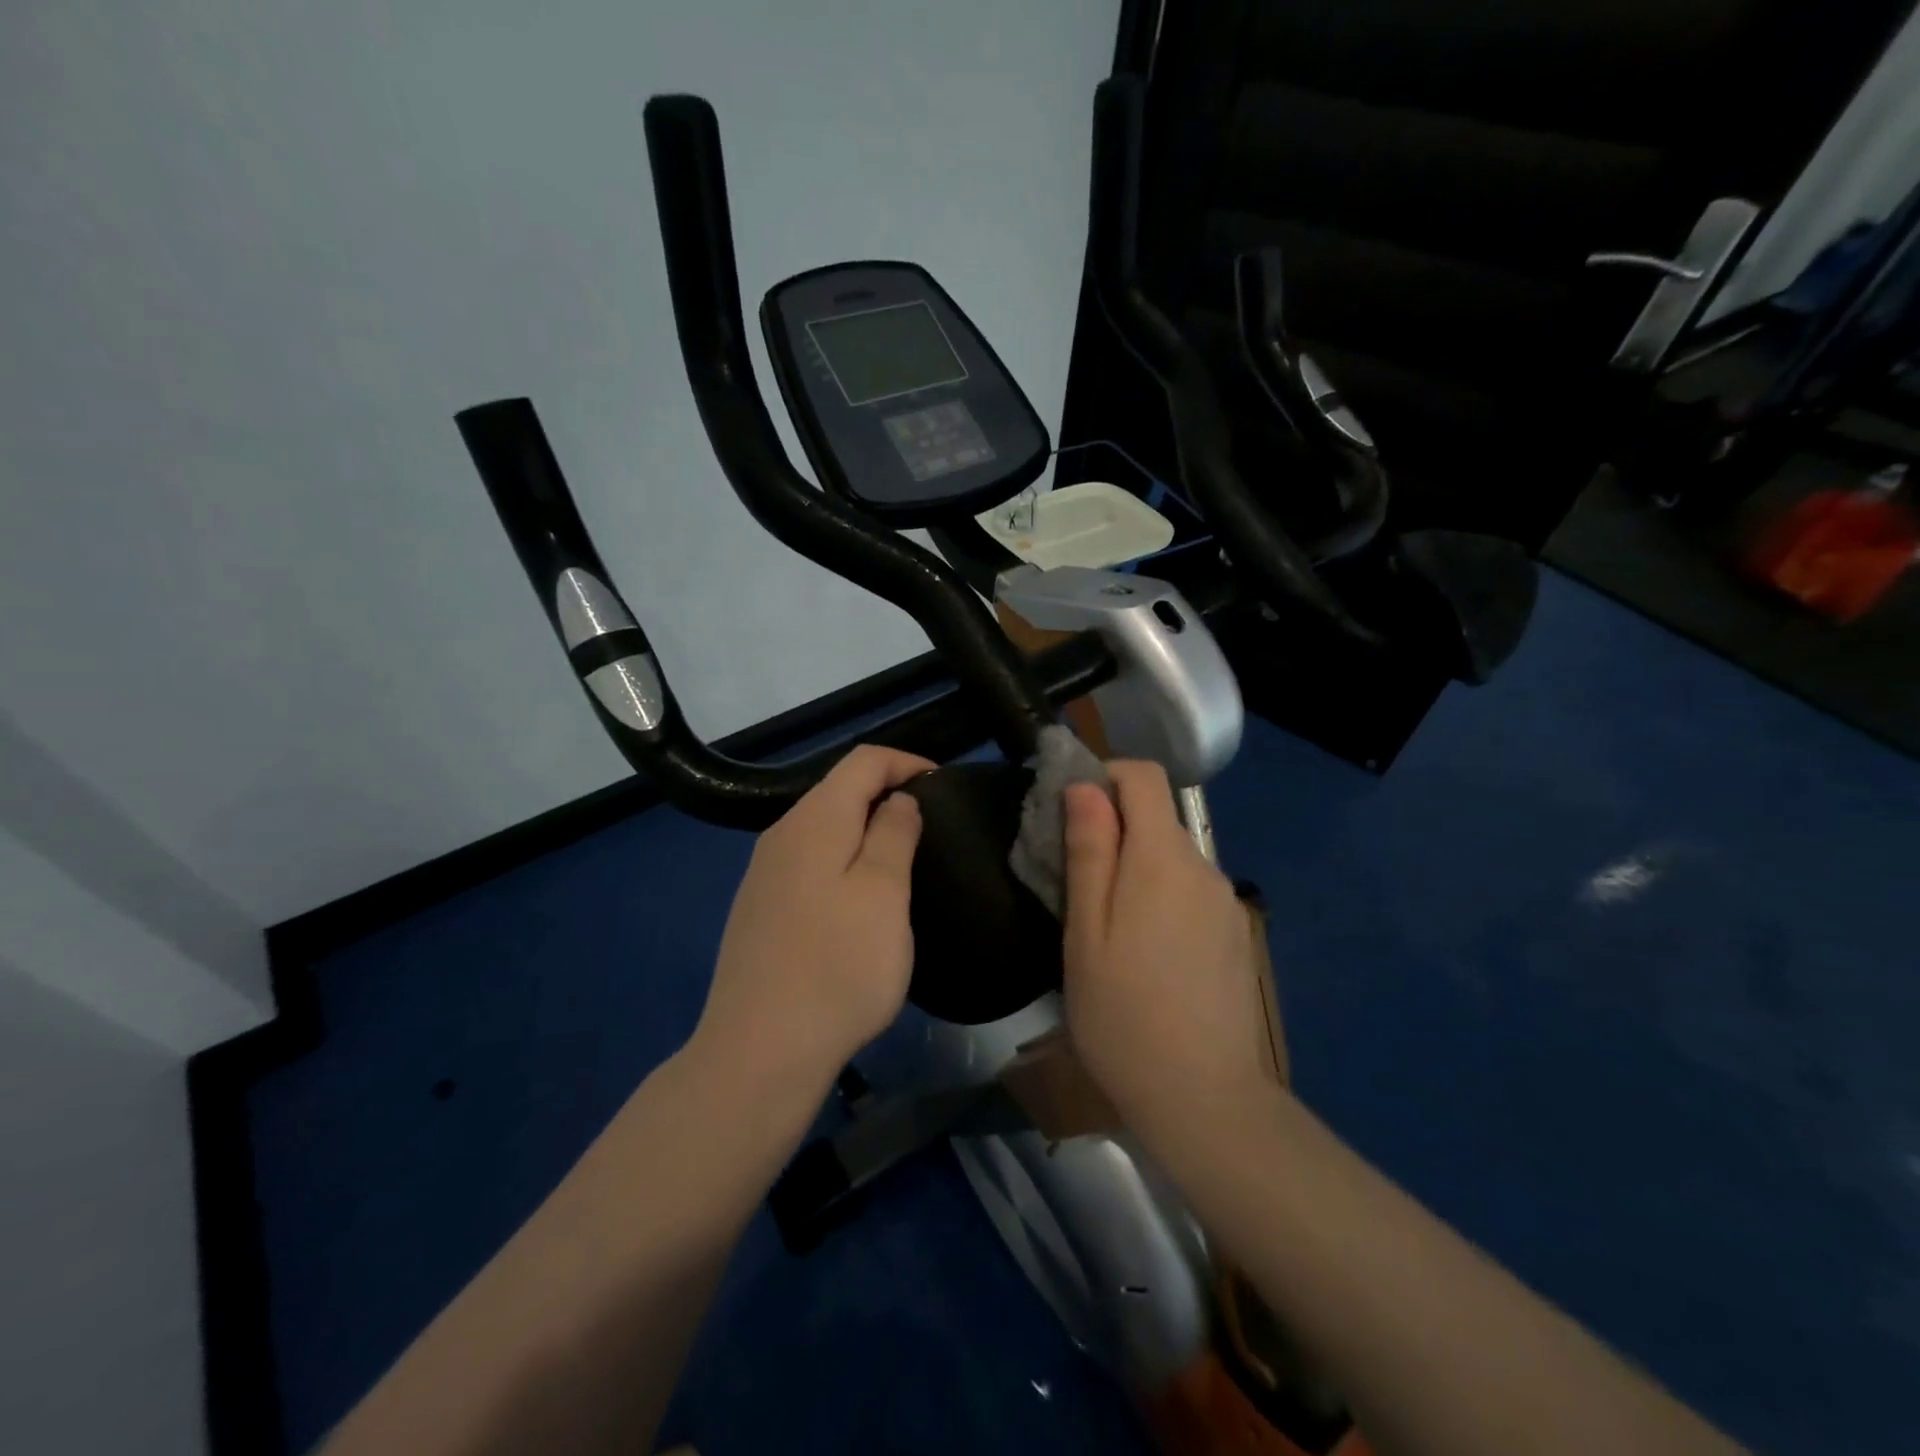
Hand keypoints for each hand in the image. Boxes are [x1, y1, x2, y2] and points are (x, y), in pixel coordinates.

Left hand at [694, 744, 931, 1093]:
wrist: (760, 1051)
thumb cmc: (838, 966)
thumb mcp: (884, 893)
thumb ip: (894, 833)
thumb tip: (896, 799)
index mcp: (814, 820)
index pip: (862, 760)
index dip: (906, 761)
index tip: (943, 785)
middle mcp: (782, 834)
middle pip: (839, 790)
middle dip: (887, 793)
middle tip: (930, 825)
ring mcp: (764, 873)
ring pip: (823, 828)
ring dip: (865, 830)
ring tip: (903, 859)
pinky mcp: (759, 909)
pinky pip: (809, 862)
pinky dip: (843, 860)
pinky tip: (859, 899)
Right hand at [1062, 761, 1276, 1149]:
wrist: (1204, 1099)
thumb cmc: (1123, 1015)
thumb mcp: (1086, 932)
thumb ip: (1089, 852)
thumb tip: (1085, 786)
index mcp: (1163, 858)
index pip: (1144, 776)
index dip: (1104, 775)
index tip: (1070, 812)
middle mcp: (1203, 867)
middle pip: (1157, 817)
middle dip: (1113, 829)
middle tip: (1074, 880)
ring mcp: (1225, 902)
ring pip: (1172, 857)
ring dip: (1136, 867)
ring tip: (1105, 925)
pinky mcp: (1234, 933)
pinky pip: (1190, 890)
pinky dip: (1161, 896)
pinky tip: (1144, 952)